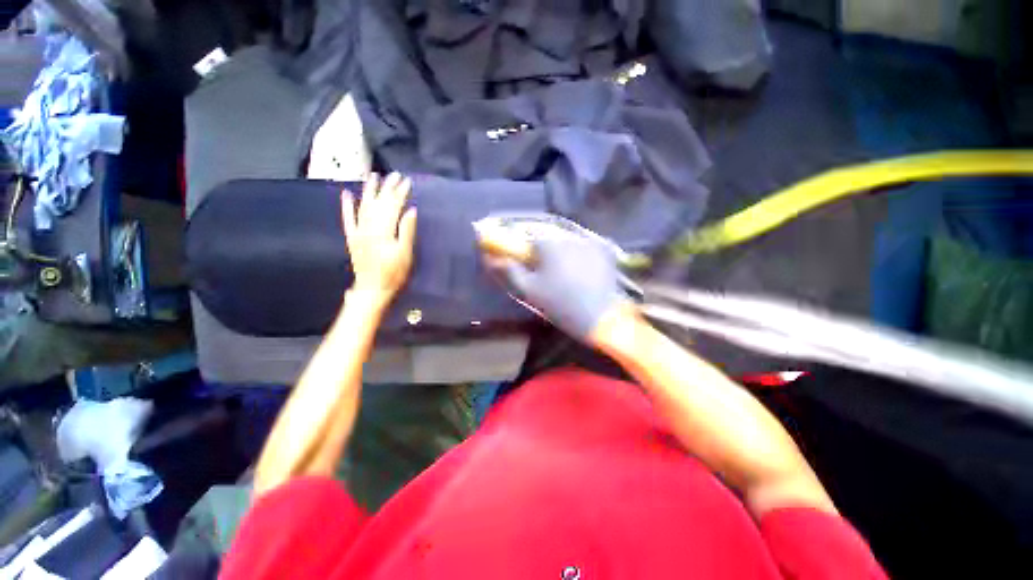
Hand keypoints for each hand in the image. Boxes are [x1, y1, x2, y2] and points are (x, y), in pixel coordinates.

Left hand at [341, 173, 416, 303]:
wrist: (373, 289)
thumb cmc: (394, 274)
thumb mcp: (405, 254)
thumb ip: (407, 231)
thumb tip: (411, 210)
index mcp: (383, 231)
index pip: (392, 206)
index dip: (400, 193)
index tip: (407, 182)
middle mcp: (368, 227)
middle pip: (378, 203)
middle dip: (387, 188)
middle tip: (395, 175)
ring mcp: (358, 232)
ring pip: (363, 206)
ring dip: (368, 191)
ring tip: (373, 176)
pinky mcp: (353, 237)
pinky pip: (348, 219)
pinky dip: (347, 206)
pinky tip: (347, 194)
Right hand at [489, 229, 629, 341]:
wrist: (601, 319)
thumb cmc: (560, 304)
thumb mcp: (529, 290)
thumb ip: (509, 271)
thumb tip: (492, 258)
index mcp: (548, 243)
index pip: (526, 234)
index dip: (521, 246)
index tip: (521, 259)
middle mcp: (569, 236)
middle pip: (547, 237)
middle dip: (541, 250)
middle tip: (542, 271)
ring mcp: (589, 242)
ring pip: (565, 241)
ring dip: (559, 252)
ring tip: (562, 275)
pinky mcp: (604, 251)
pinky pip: (583, 247)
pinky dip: (578, 255)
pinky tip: (579, 273)